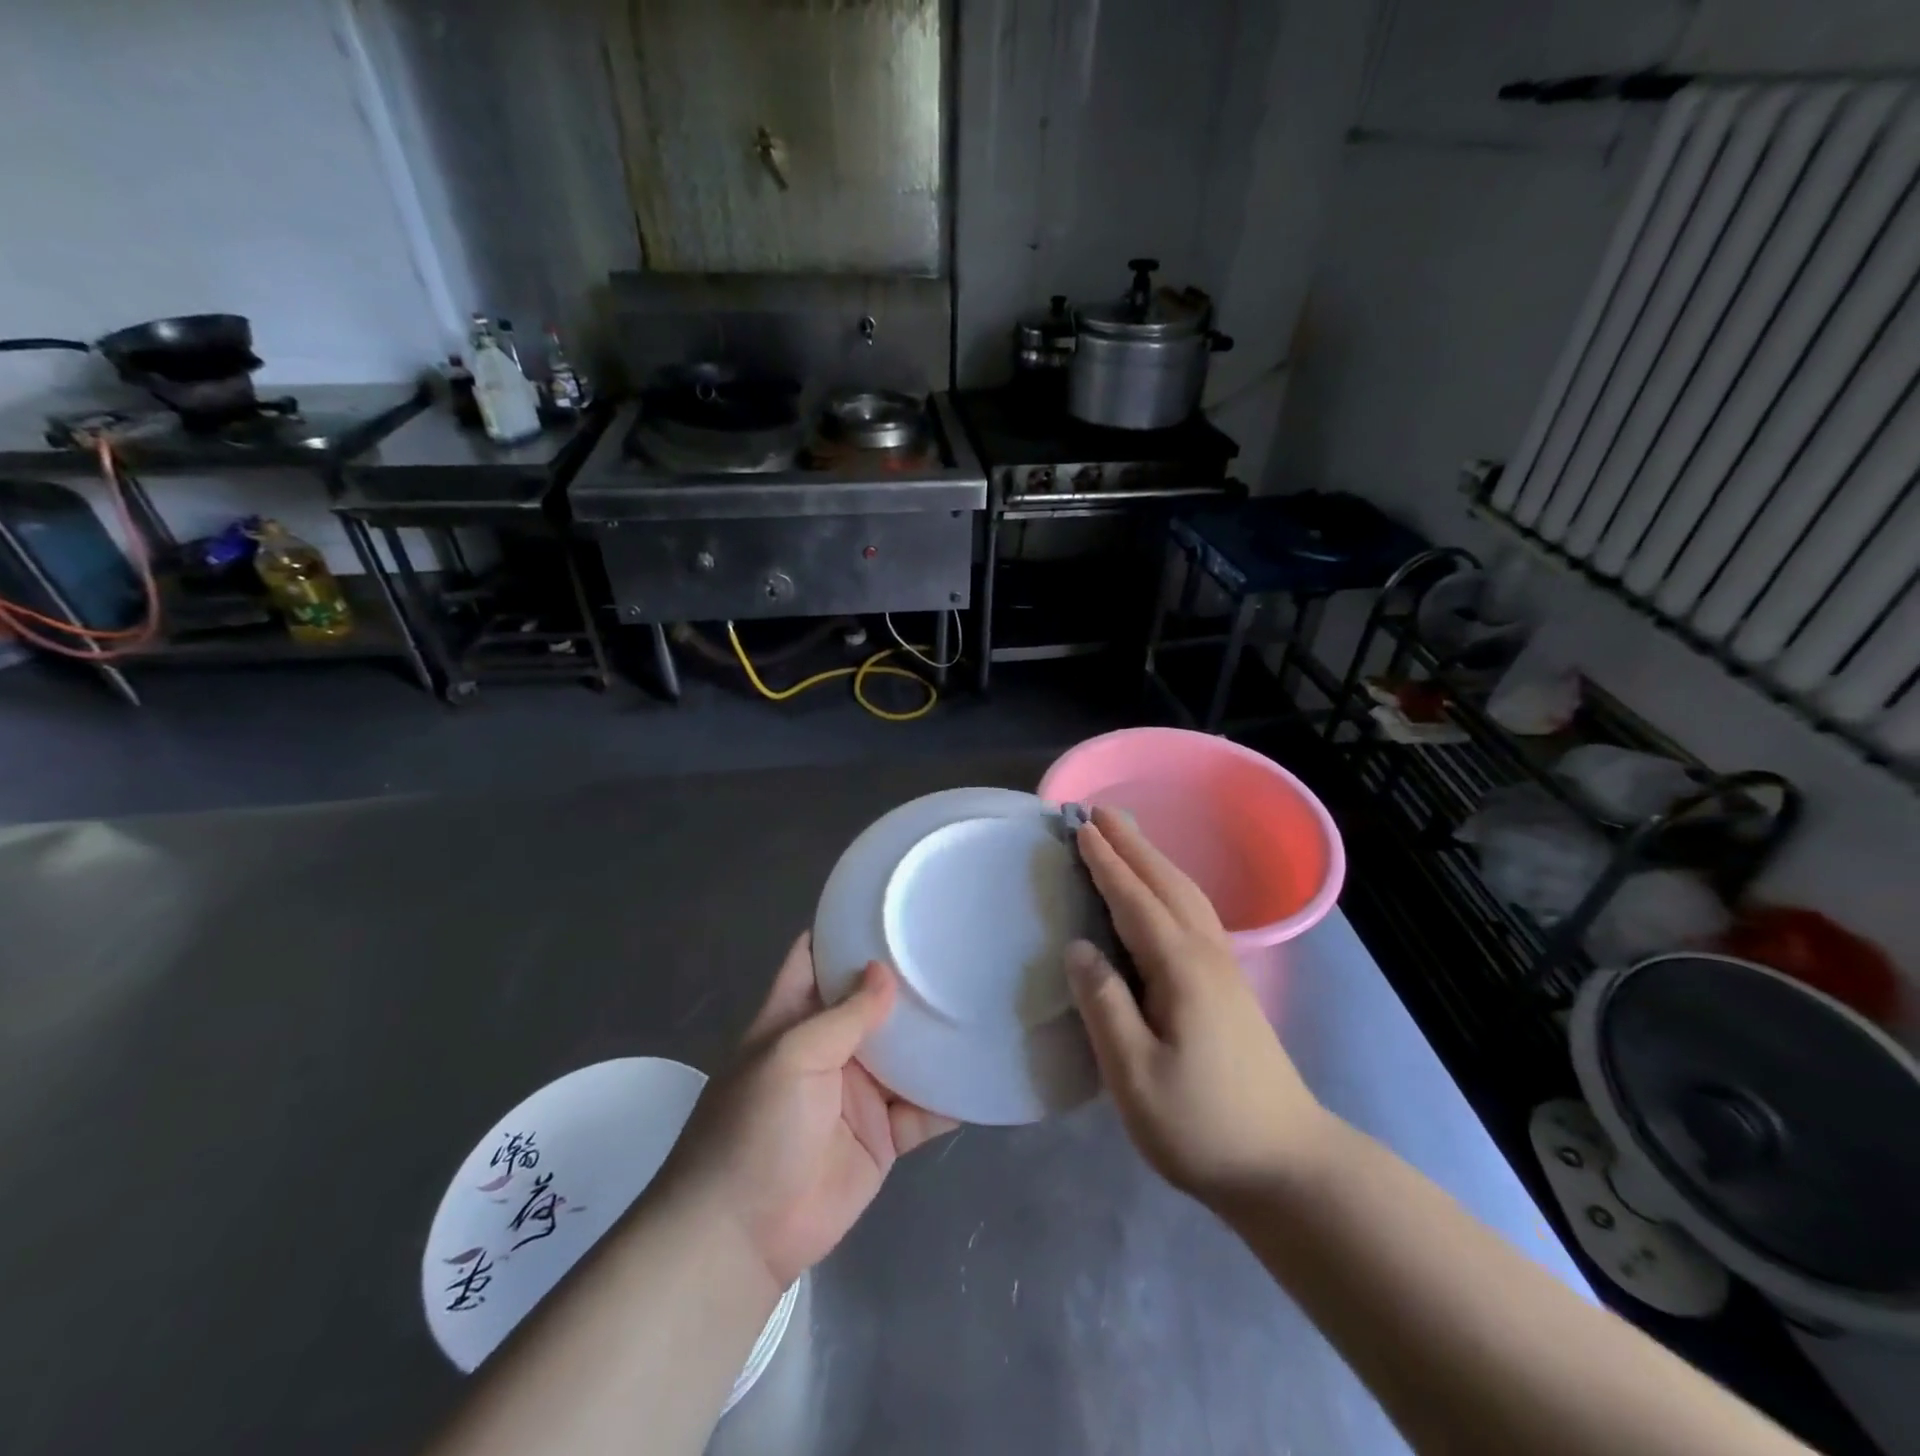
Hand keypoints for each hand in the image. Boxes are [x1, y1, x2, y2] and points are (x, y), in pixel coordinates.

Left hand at [663, 933, 956, 1297]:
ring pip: (905, 1054)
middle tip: (956, 945)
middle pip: (872, 1003)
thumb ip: (843, 1016)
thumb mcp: (792, 1058)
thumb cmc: (755, 1128)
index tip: (889, 906)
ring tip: (984, 999)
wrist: (744, 1236)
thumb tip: (884, 971)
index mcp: (795, 1018)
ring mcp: (858, 1092)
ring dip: (936, 1036)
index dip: (844, 932)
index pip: (816, 959)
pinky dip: (952, 1097)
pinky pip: (924, 1110)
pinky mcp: (883, 1136)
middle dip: (907, 981)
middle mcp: (830, 1047)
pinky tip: (986, 1072)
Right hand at [1065, 806, 1331, 1206]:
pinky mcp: (1229, 986)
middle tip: (1098, 812)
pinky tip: (1163, 894)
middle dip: (1131, 845)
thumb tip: (1078, 947)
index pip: (1134, 900)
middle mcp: (1205, 954)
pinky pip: (1194, 913)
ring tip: (1125, 838)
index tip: (1079, 827)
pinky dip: (1170, 886)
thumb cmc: (1203, 1126)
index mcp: (1180, 968)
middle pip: (1165, 884)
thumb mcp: (1135, 1077)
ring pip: (1186, 895)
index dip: (1105, 863)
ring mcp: (1224, 969)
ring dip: (1153, 860)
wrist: (1289, 1166)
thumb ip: (1104, 1006)